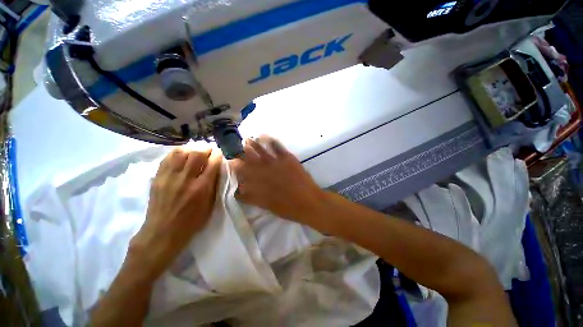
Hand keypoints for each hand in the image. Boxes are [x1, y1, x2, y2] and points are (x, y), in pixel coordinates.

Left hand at [130, 147, 221, 278]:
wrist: (163, 232)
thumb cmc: (192, 221)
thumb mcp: (210, 205)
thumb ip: (214, 185)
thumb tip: (217, 169)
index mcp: (202, 188)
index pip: (212, 163)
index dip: (218, 155)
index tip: (220, 153)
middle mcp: (186, 179)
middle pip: (197, 154)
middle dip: (206, 148)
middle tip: (209, 150)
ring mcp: (169, 177)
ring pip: (181, 152)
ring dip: (192, 148)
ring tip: (196, 150)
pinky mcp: (158, 177)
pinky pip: (167, 158)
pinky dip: (177, 152)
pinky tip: (182, 154)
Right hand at [230, 136, 324, 221]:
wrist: (308, 202)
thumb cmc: (287, 208)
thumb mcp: (265, 205)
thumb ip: (250, 197)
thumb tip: (240, 190)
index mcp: (256, 182)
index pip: (240, 170)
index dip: (233, 164)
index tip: (230, 160)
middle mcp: (262, 170)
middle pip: (247, 158)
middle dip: (239, 152)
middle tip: (234, 147)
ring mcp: (275, 162)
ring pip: (259, 149)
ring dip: (251, 143)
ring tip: (246, 139)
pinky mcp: (287, 158)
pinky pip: (276, 146)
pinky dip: (269, 140)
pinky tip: (264, 136)